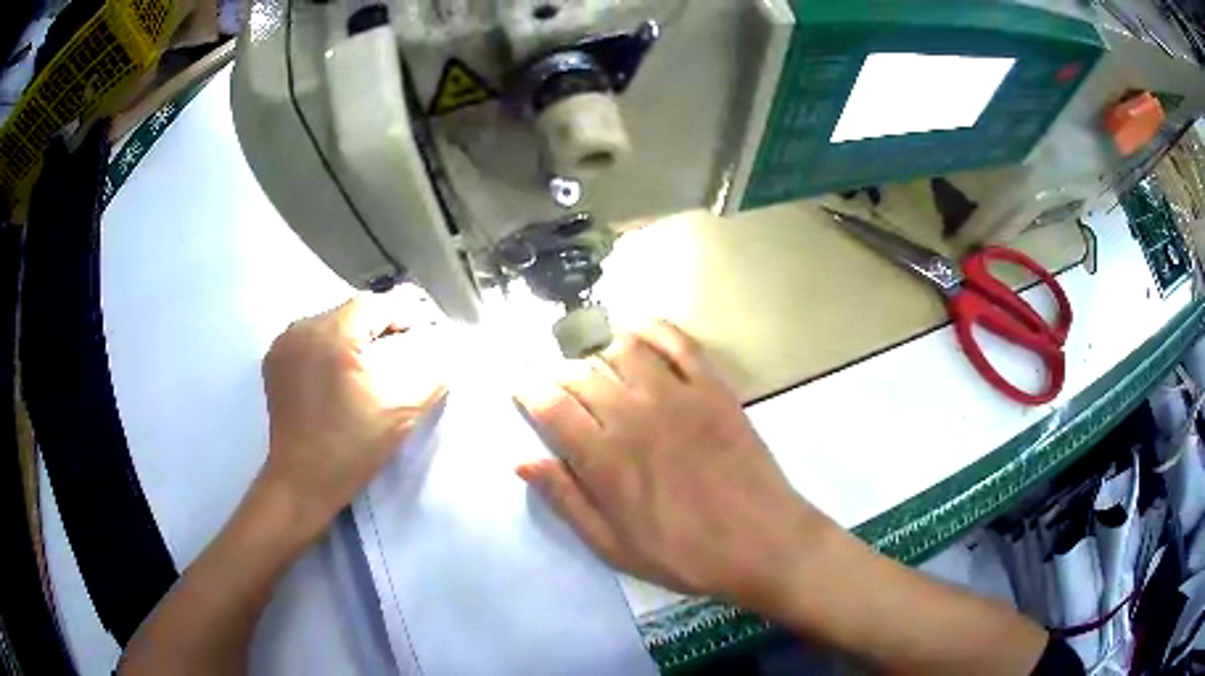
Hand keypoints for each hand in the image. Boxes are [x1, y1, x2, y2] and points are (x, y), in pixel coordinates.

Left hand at [260, 293, 445, 539]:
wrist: (301, 484)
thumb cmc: (349, 449)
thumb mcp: (399, 412)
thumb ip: (430, 375)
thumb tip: (448, 351)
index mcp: (328, 336)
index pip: (373, 304)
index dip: (402, 313)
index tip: (424, 331)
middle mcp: (300, 329)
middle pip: (350, 311)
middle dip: (379, 325)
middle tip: (404, 348)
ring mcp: (283, 345)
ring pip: (330, 323)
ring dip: (354, 336)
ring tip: (374, 363)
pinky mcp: (275, 362)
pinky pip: (311, 339)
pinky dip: (332, 347)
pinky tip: (343, 372)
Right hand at [516, 321, 834, 607]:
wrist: (761, 541)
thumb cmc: (684, 554)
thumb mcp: (613, 546)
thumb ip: (567, 500)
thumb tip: (522, 461)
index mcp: (605, 459)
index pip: (551, 406)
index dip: (528, 390)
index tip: (520, 386)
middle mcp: (634, 417)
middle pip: (581, 374)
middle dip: (558, 373)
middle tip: (557, 382)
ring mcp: (677, 396)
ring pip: (623, 349)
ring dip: (599, 347)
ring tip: (592, 359)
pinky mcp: (712, 388)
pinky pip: (678, 341)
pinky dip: (653, 326)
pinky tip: (636, 327)